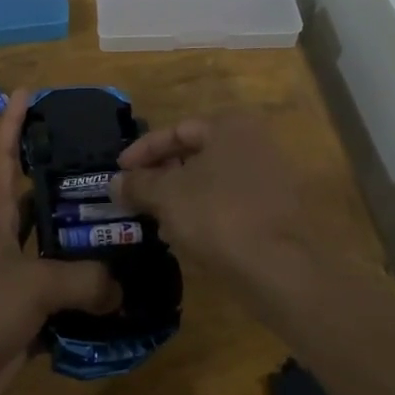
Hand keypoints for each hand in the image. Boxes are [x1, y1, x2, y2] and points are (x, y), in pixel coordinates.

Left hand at [0, 89, 118, 394]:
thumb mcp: (32, 285)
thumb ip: (82, 280)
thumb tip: (121, 288)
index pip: (4, 154)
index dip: (15, 122)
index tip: (29, 91)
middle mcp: (0, 236)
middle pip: (35, 198)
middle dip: (66, 181)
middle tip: (109, 166)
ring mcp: (8, 274)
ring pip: (50, 246)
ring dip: (80, 239)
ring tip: (123, 223)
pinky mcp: (17, 312)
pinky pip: (56, 293)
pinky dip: (82, 291)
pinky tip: (116, 287)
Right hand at [113, 113, 338, 296]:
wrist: (279, 268)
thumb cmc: (218, 216)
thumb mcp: (168, 196)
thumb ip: (139, 184)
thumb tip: (115, 181)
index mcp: (229, 126)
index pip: (177, 130)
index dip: (143, 151)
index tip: (119, 173)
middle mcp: (254, 142)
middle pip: (196, 154)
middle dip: (162, 176)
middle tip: (136, 197)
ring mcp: (269, 176)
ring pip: (211, 181)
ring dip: (180, 197)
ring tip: (155, 221)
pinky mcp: (276, 209)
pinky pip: (229, 202)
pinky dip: (204, 213)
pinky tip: (185, 238)